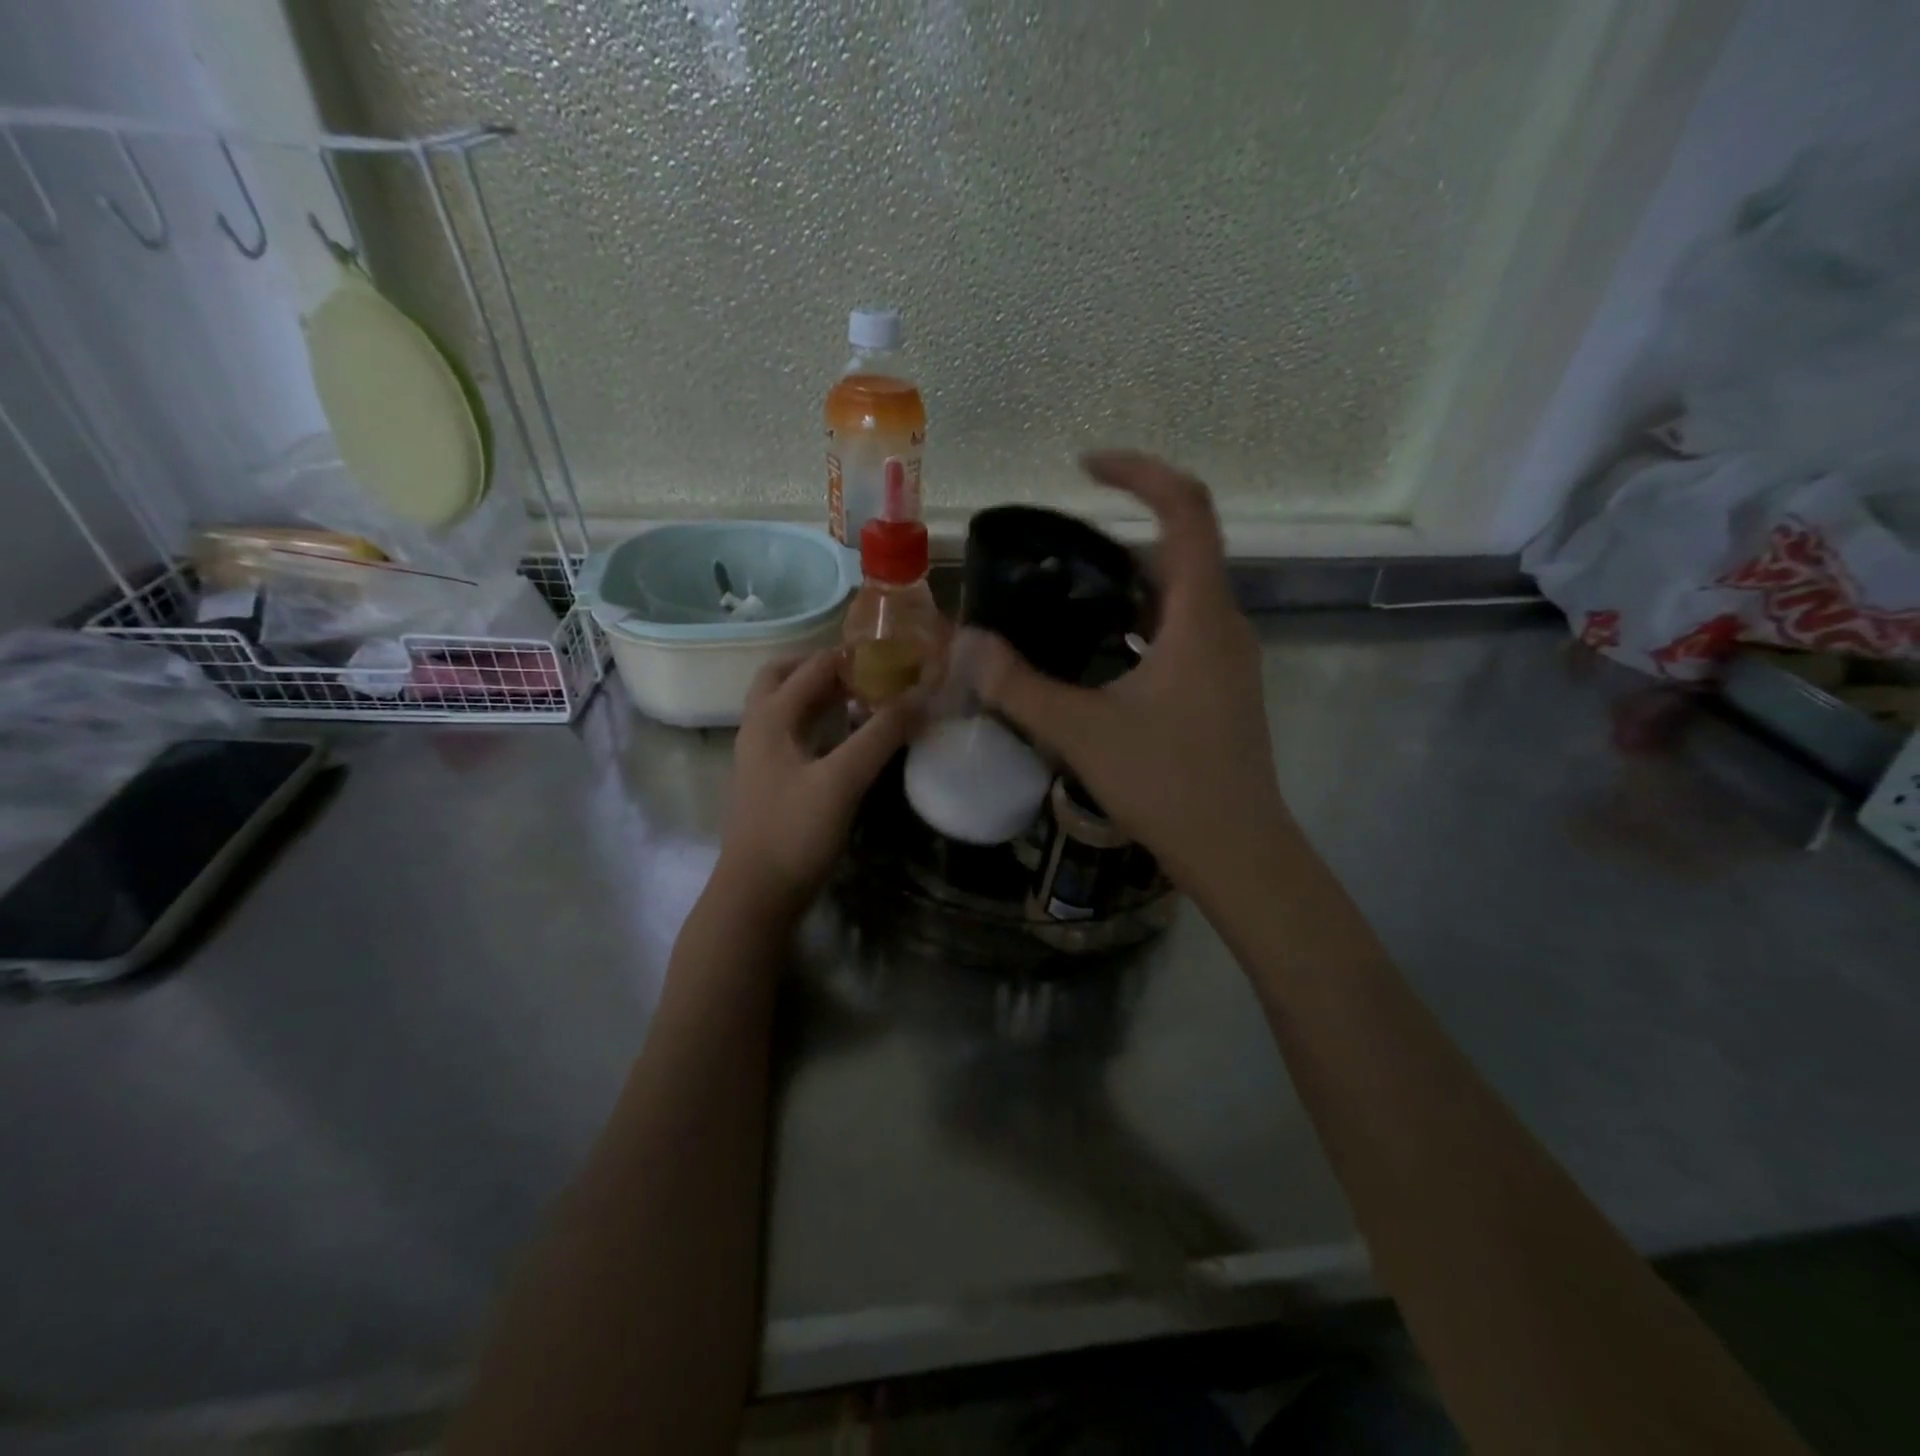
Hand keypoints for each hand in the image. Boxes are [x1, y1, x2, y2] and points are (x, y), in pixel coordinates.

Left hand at [717, 648, 919, 915]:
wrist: (755, 896)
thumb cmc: (794, 833)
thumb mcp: (842, 781)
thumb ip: (880, 736)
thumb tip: (920, 696)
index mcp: (769, 718)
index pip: (812, 667)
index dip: (852, 656)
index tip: (894, 654)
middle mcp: (758, 729)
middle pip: (783, 678)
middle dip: (823, 667)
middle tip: (865, 671)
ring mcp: (760, 757)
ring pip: (786, 707)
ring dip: (819, 694)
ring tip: (863, 697)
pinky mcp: (769, 782)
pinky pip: (792, 734)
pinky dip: (818, 722)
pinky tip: (846, 739)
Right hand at [972, 450, 1292, 886]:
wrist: (1239, 852)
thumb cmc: (1169, 786)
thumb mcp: (1082, 733)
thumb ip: (1019, 686)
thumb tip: (964, 645)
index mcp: (1200, 616)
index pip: (1186, 508)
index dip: (1139, 472)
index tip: (1085, 467)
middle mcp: (1223, 624)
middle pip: (1180, 546)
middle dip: (1120, 530)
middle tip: (1055, 546)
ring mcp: (1226, 657)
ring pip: (1178, 593)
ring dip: (1127, 580)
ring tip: (1064, 593)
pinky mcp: (1220, 686)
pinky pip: (1179, 629)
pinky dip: (1138, 620)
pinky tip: (1095, 650)